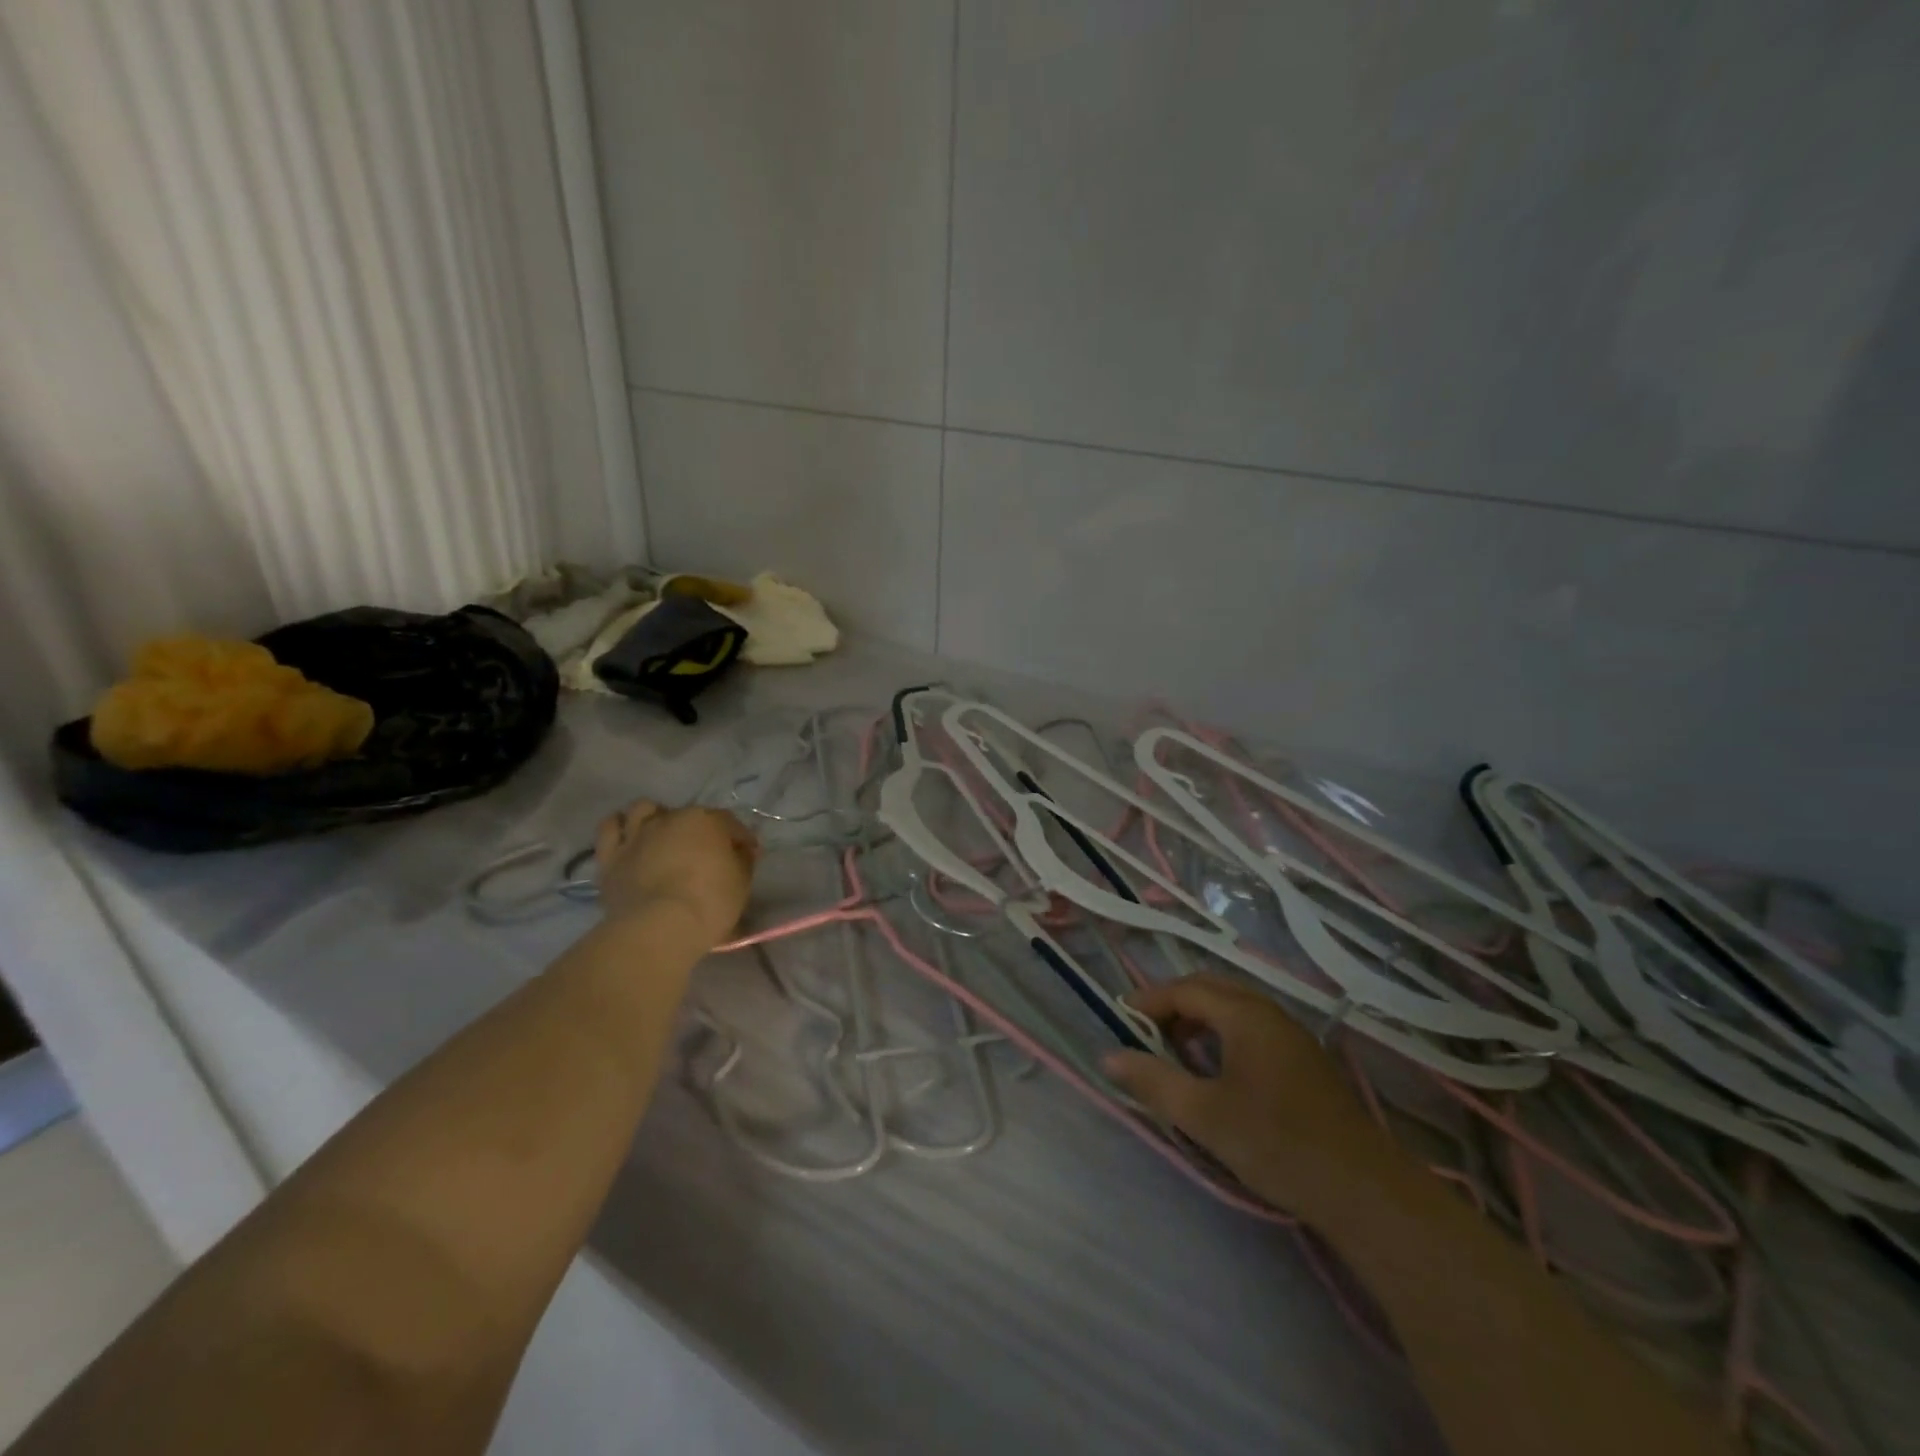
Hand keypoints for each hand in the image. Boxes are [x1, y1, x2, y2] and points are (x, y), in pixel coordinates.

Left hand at [592, 800, 758, 947]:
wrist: (659, 928)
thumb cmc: (709, 902)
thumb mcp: (741, 882)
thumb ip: (741, 860)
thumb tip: (740, 851)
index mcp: (707, 821)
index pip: (729, 823)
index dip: (740, 839)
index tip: (748, 855)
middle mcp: (671, 818)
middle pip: (688, 815)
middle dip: (700, 829)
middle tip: (706, 852)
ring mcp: (637, 835)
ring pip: (643, 809)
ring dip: (655, 816)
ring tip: (662, 834)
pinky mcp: (611, 856)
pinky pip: (610, 828)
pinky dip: (619, 827)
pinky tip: (628, 836)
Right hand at [1103, 975, 1409, 1220]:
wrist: (1365, 1192)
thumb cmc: (1277, 1144)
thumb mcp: (1204, 1115)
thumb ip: (1153, 1081)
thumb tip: (1109, 1056)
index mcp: (1245, 1015)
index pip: (1185, 989)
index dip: (1149, 1000)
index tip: (1120, 1020)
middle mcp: (1269, 1013)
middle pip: (1210, 990)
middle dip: (1172, 1005)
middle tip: (1145, 1033)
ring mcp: (1292, 1035)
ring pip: (1233, 1008)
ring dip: (1198, 1019)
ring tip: (1175, 1052)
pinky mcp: (1305, 1061)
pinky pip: (1252, 1027)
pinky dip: (1222, 1034)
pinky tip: (1216, 1071)